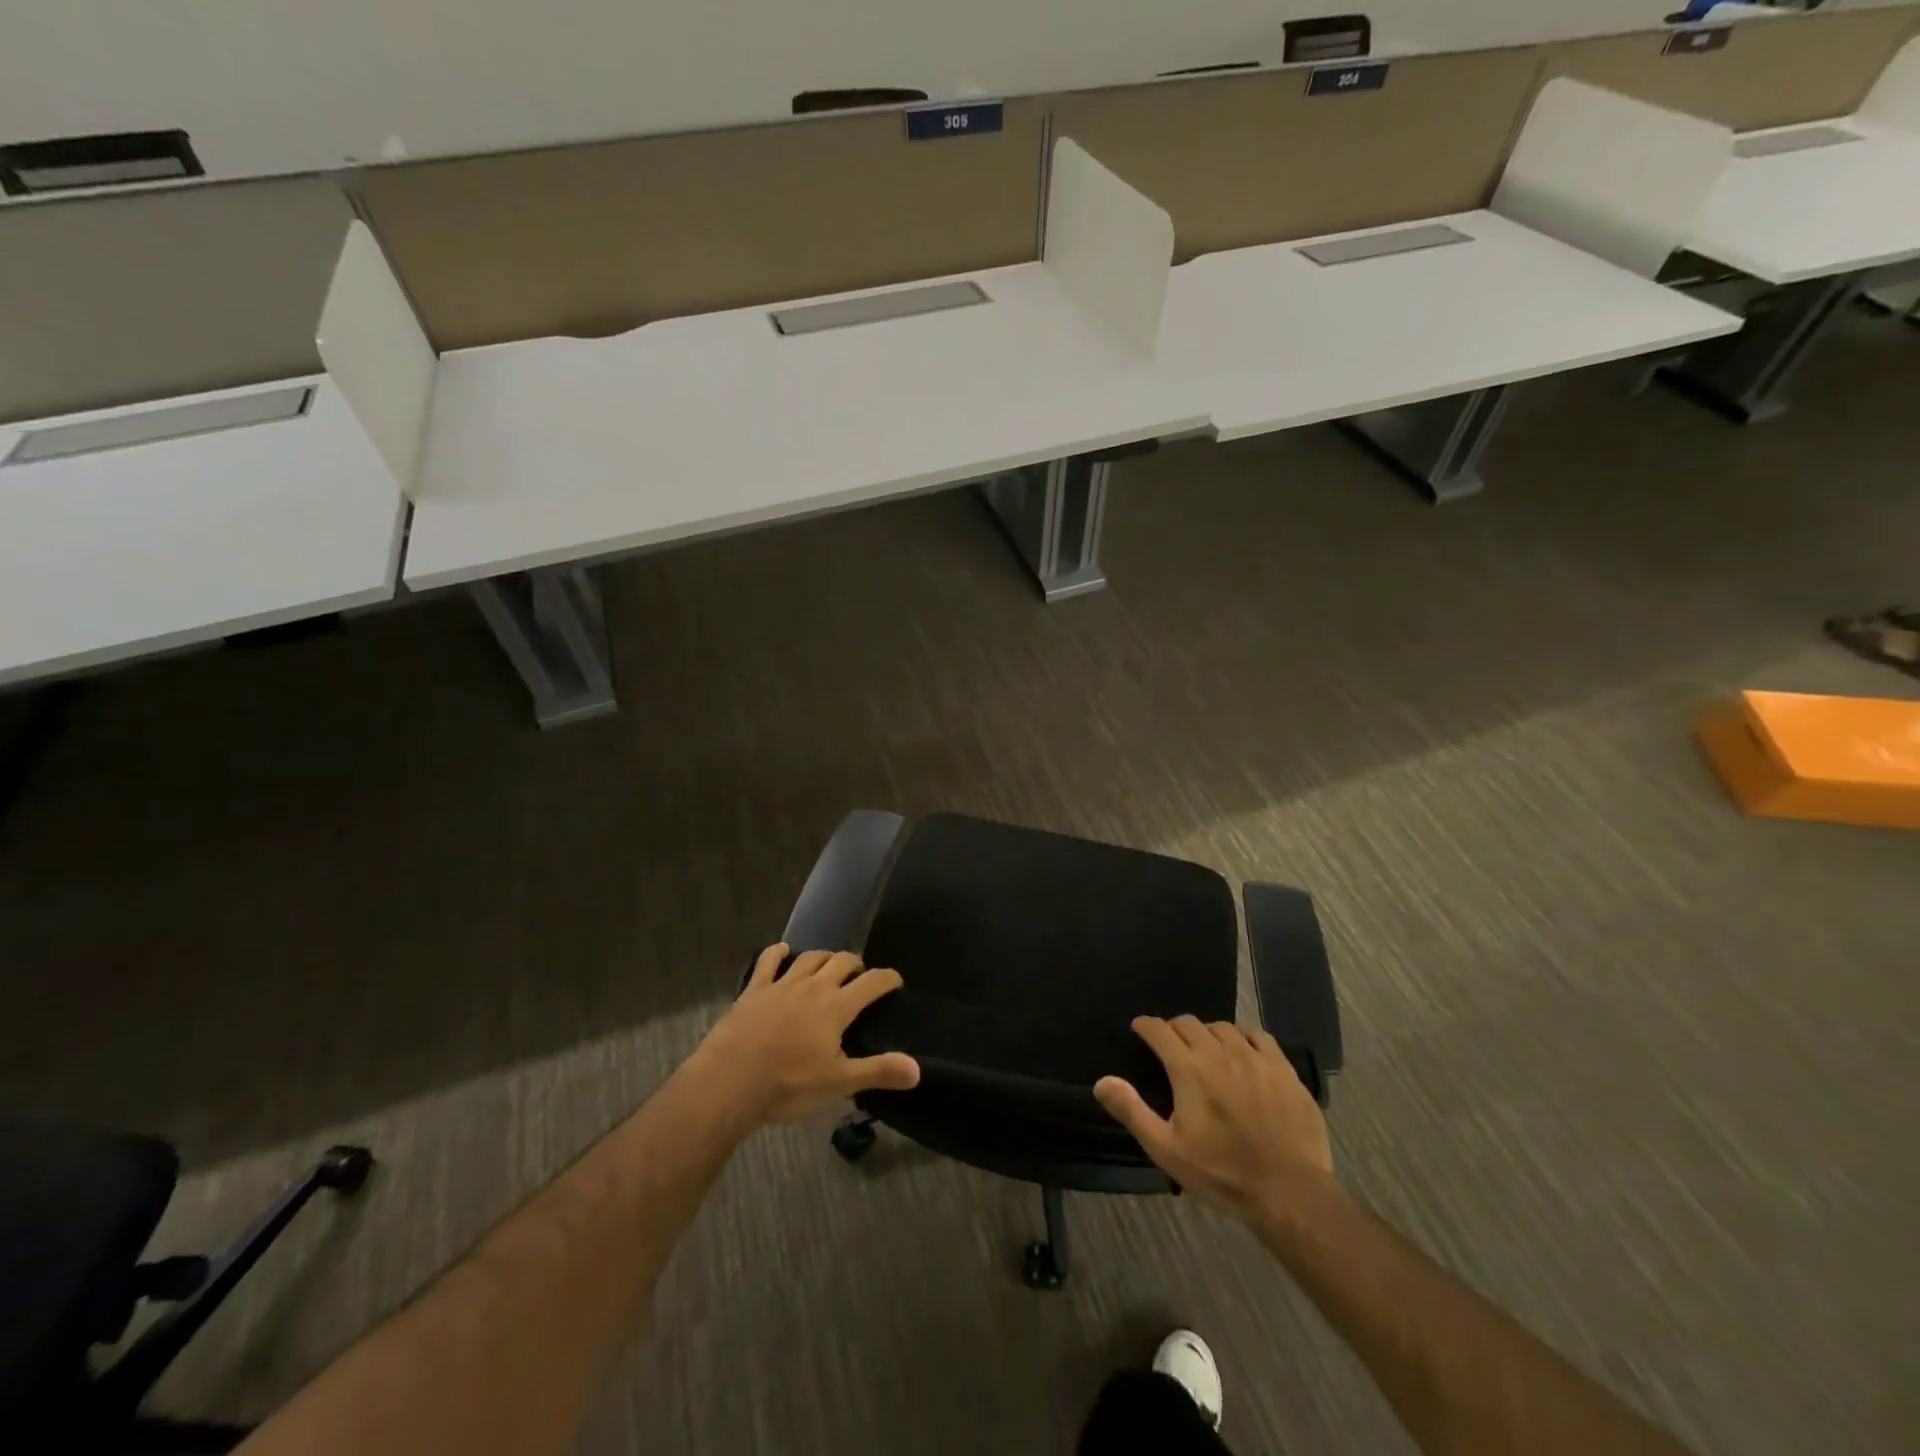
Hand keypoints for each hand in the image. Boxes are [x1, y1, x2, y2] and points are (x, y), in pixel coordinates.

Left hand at [688, 944, 919, 1128]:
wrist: (729, 1081)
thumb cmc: (788, 1085)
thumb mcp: (838, 1084)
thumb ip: (878, 1072)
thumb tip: (917, 1069)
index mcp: (837, 1007)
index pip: (872, 982)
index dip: (888, 979)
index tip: (895, 982)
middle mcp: (813, 986)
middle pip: (841, 961)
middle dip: (855, 964)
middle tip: (859, 977)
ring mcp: (782, 984)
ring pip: (810, 958)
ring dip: (824, 958)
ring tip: (829, 965)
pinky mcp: (754, 990)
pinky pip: (768, 961)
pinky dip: (777, 953)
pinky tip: (781, 950)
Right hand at [1095, 1016, 1332, 1221]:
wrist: (1289, 1193)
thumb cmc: (1222, 1173)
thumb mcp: (1167, 1149)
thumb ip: (1132, 1111)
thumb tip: (1102, 1082)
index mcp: (1189, 1069)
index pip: (1159, 1030)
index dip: (1146, 1026)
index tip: (1140, 1030)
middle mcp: (1220, 1052)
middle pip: (1190, 1023)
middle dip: (1174, 1029)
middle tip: (1171, 1046)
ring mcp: (1255, 1058)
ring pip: (1224, 1027)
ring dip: (1208, 1033)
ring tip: (1206, 1050)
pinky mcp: (1283, 1069)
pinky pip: (1259, 1037)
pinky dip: (1244, 1038)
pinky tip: (1243, 1052)